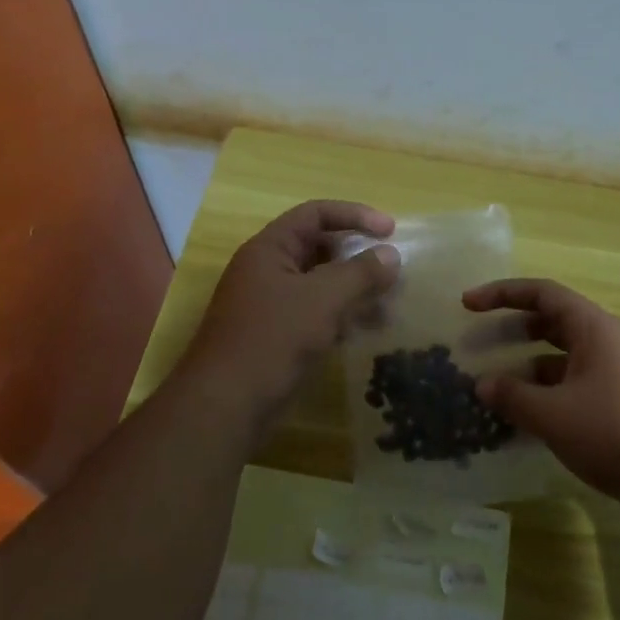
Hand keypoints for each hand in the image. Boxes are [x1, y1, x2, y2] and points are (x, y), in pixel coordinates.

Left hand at [182, 202, 399, 416]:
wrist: (227, 405)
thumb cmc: (273, 339)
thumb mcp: (323, 299)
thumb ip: (360, 273)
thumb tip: (390, 255)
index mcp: (270, 249)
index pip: (316, 213)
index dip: (355, 215)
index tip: (391, 230)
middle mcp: (267, 270)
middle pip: (320, 249)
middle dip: (358, 258)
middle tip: (392, 271)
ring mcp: (270, 305)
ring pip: (320, 285)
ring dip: (354, 291)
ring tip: (388, 307)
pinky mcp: (276, 336)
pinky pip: (315, 314)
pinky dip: (341, 317)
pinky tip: (364, 331)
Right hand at [463, 279, 619, 532]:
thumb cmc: (613, 431)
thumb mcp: (553, 414)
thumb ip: (512, 396)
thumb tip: (483, 384)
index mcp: (594, 328)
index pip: (543, 294)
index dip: (502, 294)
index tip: (467, 304)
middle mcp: (608, 343)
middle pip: (553, 323)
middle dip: (513, 330)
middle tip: (477, 344)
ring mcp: (619, 375)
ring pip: (564, 360)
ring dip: (528, 369)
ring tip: (494, 389)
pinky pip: (576, 387)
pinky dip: (548, 395)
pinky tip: (526, 421)